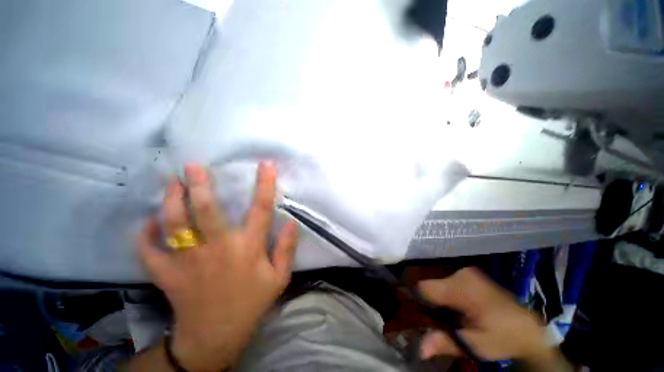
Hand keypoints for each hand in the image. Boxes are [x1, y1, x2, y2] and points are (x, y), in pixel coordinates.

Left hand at [136, 162, 296, 370]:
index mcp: (248, 248)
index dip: (265, 185)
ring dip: (170, 201)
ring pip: (174, 225)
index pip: (261, 209)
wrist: (216, 336)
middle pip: (206, 211)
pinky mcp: (167, 275)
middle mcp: (217, 249)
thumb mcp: (279, 277)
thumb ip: (286, 248)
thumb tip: (291, 222)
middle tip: (193, 166)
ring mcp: (188, 262)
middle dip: (199, 185)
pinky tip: (146, 222)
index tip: (265, 165)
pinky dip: (144, 235)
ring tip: (171, 183)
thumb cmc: (251, 302)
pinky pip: (149, 251)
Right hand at [418, 267, 546, 361]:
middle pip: (432, 285)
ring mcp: (467, 272)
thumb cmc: (501, 338)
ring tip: (453, 316)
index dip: (417, 300)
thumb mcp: (474, 346)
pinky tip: (460, 308)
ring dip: (441, 299)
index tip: (419, 314)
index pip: (425, 287)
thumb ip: (446, 342)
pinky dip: (449, 295)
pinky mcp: (471, 274)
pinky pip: (449, 282)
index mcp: (462, 289)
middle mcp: (461, 274)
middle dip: (432, 302)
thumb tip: (421, 349)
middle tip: (441, 320)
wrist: (528, 329)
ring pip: (439, 284)